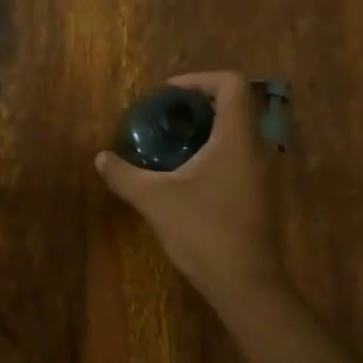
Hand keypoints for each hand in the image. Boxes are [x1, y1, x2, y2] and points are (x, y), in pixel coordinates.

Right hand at [95, 72, 285, 303]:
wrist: (245, 283)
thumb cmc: (203, 231)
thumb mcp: (154, 200)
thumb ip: (124, 175)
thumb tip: (101, 158)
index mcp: (236, 138)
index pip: (231, 84)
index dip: (200, 79)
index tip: (170, 93)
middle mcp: (256, 148)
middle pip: (237, 104)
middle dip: (201, 102)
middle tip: (168, 114)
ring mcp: (262, 172)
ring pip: (239, 131)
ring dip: (209, 127)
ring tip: (173, 140)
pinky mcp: (259, 193)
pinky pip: (239, 154)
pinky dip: (215, 150)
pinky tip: (187, 173)